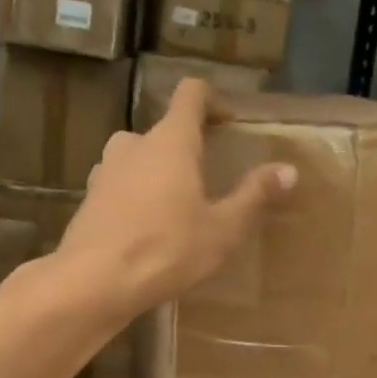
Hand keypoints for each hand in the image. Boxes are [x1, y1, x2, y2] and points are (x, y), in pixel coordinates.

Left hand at [56, 78, 295, 314]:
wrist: (92, 283)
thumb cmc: (166, 250)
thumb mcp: (221, 229)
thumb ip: (254, 196)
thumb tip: (288, 170)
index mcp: (171, 141)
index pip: (191, 94)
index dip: (211, 100)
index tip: (228, 122)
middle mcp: (133, 145)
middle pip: (164, 131)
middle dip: (185, 148)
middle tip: (206, 180)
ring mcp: (105, 171)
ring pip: (137, 159)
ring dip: (157, 174)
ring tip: (176, 208)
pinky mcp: (88, 200)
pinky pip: (119, 187)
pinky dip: (135, 198)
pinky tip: (146, 232)